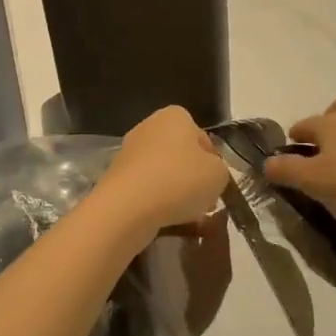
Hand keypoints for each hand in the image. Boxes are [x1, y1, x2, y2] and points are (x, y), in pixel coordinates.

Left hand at [95, 106, 231, 236]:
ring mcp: (129, 151)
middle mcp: (149, 126)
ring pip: (163, 173)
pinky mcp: (116, 176)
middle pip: (181, 155)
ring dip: (175, 191)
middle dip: (192, 177)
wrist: (128, 207)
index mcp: (175, 116)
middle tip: (203, 201)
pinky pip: (146, 188)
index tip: (215, 183)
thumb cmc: (180, 180)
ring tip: (185, 216)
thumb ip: (219, 169)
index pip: (202, 138)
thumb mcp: (219, 174)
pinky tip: (164, 219)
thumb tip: (208, 173)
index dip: (212, 162)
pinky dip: (156, 201)